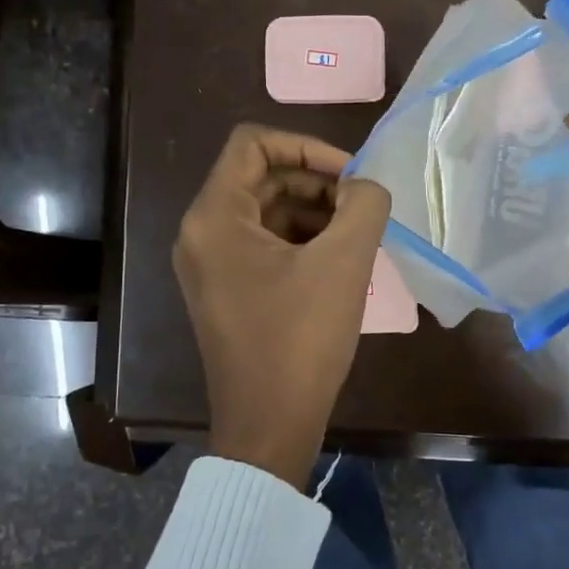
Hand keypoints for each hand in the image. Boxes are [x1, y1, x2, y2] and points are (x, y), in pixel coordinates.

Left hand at [173, 125, 391, 487]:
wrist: (269, 425)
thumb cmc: (301, 340)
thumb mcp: (343, 264)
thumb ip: (364, 205)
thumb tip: (365, 187)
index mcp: (215, 216)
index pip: (253, 144)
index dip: (307, 146)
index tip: (351, 176)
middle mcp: (202, 233)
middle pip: (261, 177)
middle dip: (316, 183)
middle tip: (362, 208)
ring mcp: (210, 265)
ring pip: (265, 212)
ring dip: (313, 213)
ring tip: (357, 237)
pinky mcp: (226, 291)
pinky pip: (263, 245)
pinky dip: (301, 241)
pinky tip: (339, 263)